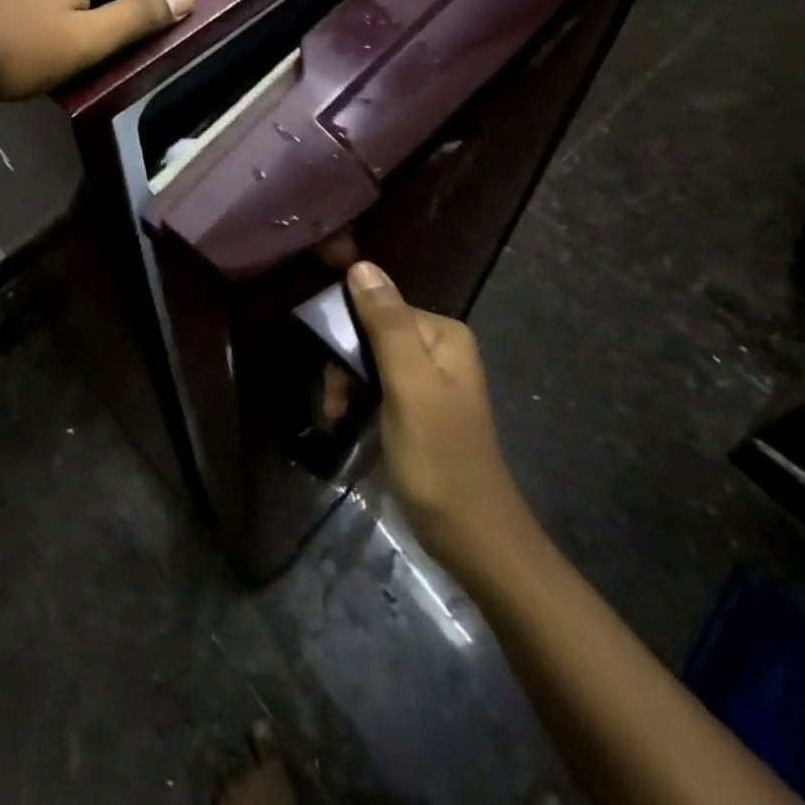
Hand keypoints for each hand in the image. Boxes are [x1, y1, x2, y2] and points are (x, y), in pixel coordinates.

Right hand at [348, 261, 534, 579]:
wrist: (474, 540)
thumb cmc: (439, 459)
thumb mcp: (409, 386)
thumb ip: (387, 324)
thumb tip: (361, 264)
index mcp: (442, 334)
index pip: (379, 306)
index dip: (347, 330)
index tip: (330, 367)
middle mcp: (438, 347)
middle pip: (373, 331)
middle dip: (345, 362)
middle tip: (334, 400)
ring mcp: (429, 379)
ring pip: (370, 359)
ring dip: (347, 383)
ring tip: (336, 414)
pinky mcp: (419, 407)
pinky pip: (378, 385)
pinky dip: (358, 400)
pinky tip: (346, 420)